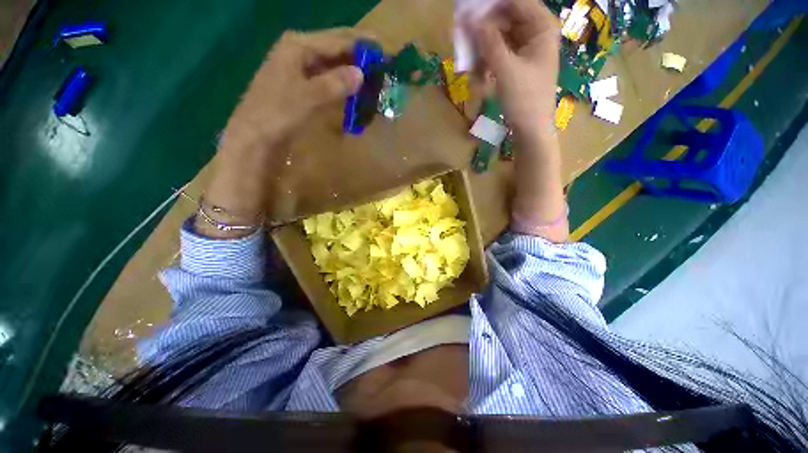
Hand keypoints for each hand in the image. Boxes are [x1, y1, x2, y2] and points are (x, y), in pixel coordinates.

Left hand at [198, 28, 364, 238]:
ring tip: (374, 80)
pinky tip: (355, 93)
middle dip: (360, 57)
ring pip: (334, 65)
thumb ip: (334, 84)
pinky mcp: (303, 87)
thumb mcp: (307, 98)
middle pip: (337, 49)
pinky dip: (343, 86)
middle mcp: (299, 52)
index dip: (363, 45)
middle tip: (383, 68)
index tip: (386, 51)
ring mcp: (300, 70)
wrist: (254, 137)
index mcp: (298, 46)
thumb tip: (361, 74)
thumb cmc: (276, 115)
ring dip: (353, 72)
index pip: (339, 39)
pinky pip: (329, 80)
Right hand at [471, 0, 558, 136]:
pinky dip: (486, 66)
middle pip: (503, 20)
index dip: (489, 7)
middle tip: (462, 43)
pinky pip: (497, 56)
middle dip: (482, 34)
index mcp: (541, 27)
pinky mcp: (516, 65)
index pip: (514, 2)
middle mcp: (534, 33)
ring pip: (497, 40)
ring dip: (481, 54)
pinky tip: (479, 81)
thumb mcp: (506, 70)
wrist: (530, 131)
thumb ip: (488, 43)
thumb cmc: (525, 100)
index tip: (466, 15)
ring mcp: (525, 50)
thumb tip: (468, 20)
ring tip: (470, 71)